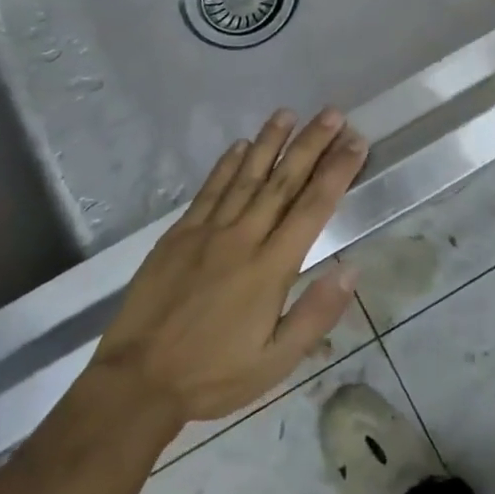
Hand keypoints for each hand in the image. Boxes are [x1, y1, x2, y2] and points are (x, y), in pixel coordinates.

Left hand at [91, 108, 367, 424]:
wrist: (138, 380)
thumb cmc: (214, 374)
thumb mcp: (276, 362)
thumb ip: (315, 314)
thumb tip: (352, 270)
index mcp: (271, 267)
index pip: (313, 207)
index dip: (337, 171)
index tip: (356, 142)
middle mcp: (243, 238)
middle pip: (283, 181)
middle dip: (311, 144)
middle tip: (332, 113)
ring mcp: (208, 231)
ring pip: (246, 176)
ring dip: (270, 142)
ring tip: (289, 113)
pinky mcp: (179, 234)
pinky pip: (209, 190)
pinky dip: (226, 164)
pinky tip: (240, 145)